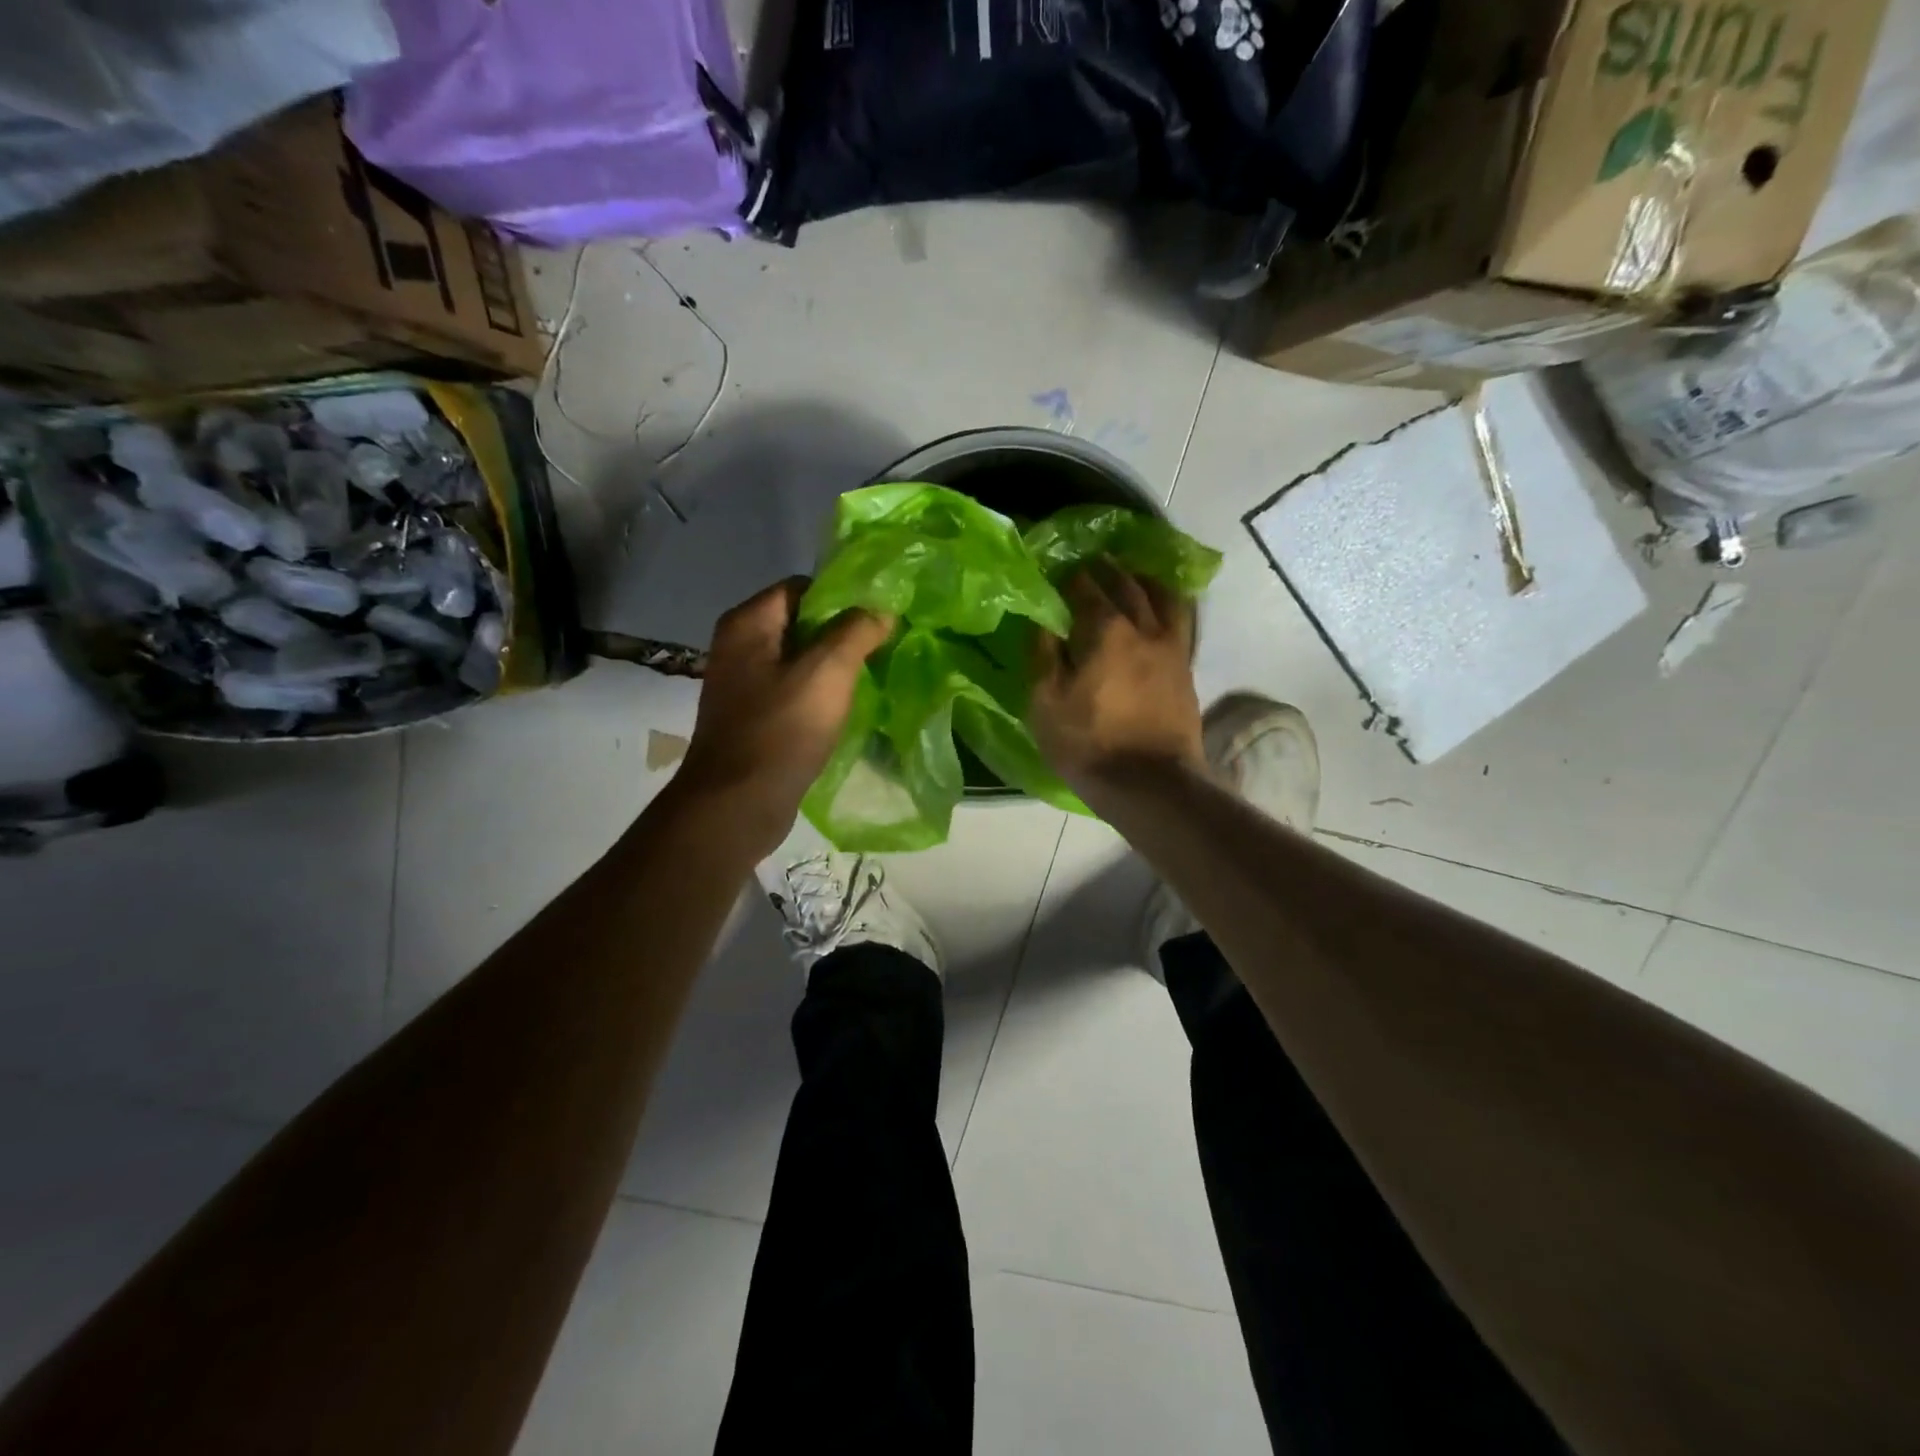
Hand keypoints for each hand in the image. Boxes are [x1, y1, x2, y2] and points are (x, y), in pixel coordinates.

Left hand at [675, 577, 891, 853]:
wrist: (737, 804)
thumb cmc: (781, 730)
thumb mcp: (827, 672)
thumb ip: (856, 631)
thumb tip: (880, 609)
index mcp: (748, 623)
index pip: (801, 587)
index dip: (842, 597)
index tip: (879, 617)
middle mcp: (739, 646)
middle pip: (801, 623)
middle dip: (843, 632)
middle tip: (883, 646)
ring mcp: (743, 684)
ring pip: (799, 659)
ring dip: (834, 666)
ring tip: (872, 675)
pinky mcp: (753, 716)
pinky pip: (793, 690)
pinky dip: (819, 693)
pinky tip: (846, 707)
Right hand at [1030, 563, 1203, 797]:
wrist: (1149, 783)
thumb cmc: (1088, 743)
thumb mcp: (1046, 702)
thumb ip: (1043, 655)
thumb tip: (1043, 621)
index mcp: (1105, 630)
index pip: (1086, 588)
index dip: (1071, 577)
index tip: (1059, 571)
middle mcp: (1143, 628)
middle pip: (1127, 585)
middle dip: (1108, 570)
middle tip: (1094, 563)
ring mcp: (1171, 647)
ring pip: (1163, 597)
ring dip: (1145, 580)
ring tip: (1133, 575)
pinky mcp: (1185, 669)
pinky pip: (1180, 621)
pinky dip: (1167, 605)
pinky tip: (1159, 608)